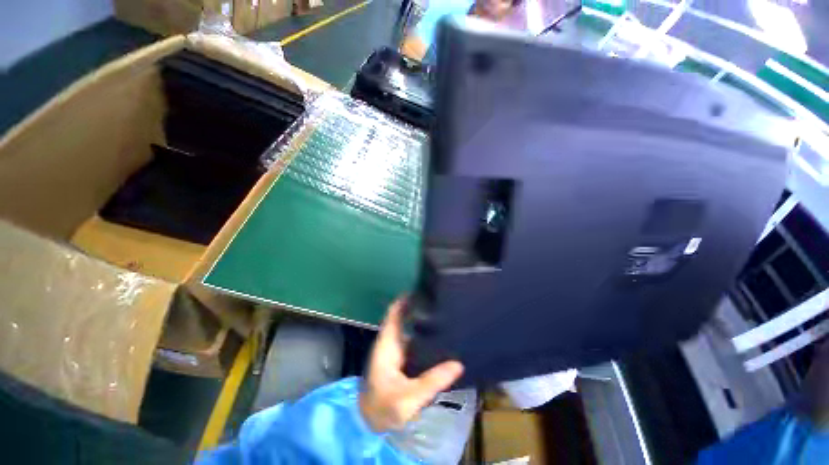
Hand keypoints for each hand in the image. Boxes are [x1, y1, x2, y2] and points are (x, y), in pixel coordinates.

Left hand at [359, 298, 463, 431]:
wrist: (367, 422)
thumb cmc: (383, 407)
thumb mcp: (409, 397)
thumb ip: (433, 381)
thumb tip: (458, 363)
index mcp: (388, 343)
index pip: (394, 312)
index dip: (405, 299)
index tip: (422, 290)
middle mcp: (390, 341)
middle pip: (402, 315)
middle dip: (417, 306)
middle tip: (438, 301)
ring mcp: (394, 349)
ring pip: (406, 326)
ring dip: (419, 319)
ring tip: (441, 314)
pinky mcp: (398, 358)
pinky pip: (410, 338)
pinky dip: (420, 333)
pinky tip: (436, 335)